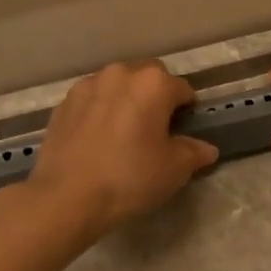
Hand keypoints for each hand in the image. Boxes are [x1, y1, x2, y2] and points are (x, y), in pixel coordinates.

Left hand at [28, 60, 218, 235]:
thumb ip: (194, 153)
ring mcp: (88, 85)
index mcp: (154, 83)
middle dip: (156, 97)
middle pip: (148, 78)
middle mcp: (121, 74)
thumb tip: (206, 149)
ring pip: (117, 86)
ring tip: (124, 133)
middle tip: (155, 130)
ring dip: (126, 101)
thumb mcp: (174, 170)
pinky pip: (92, 100)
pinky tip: (98, 140)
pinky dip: (100, 111)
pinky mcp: (64, 103)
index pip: (182, 90)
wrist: (66, 196)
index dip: (187, 111)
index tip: (183, 132)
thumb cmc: (130, 178)